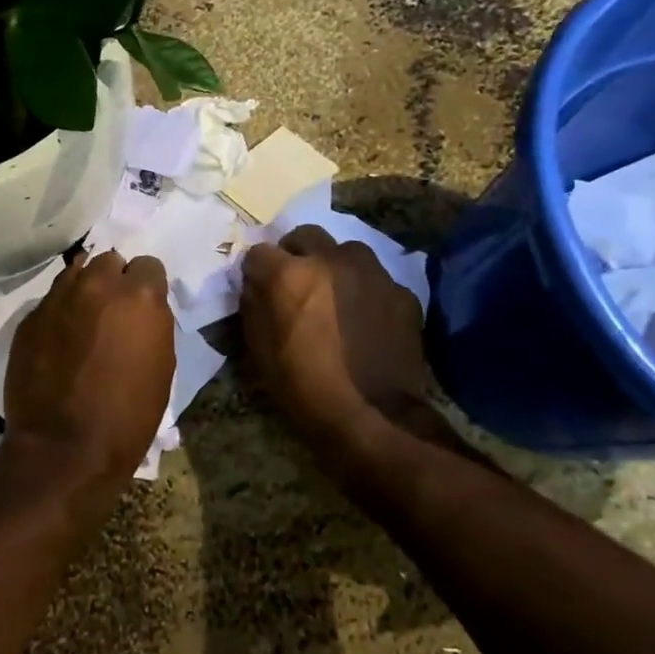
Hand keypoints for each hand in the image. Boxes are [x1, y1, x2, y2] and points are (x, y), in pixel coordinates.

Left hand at [5, 251, 174, 482]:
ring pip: (75, 273)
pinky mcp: (29, 318)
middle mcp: (97, 285)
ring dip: (84, 290)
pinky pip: (50, 301)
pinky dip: (59, 313)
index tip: (142, 309)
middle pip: (108, 261)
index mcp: (139, 296)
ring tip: (83, 320)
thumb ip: (152, 324)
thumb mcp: (161, 366)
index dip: (147, 286)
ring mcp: (58, 298)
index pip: (148, 265)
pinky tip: (59, 342)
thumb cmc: (128, 416)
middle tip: (112, 313)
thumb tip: (139, 312)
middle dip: (114, 281)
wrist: (64, 448)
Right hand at [241, 227, 436, 450]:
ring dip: (333, 265)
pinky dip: (364, 290)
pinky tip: (364, 318)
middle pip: (305, 236)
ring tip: (333, 296)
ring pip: (345, 250)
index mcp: (290, 275)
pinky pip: (375, 278)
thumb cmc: (305, 389)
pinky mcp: (401, 291)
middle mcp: (331, 260)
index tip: (258, 287)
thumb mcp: (260, 352)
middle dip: (295, 254)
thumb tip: (254, 284)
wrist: (375, 418)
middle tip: (295, 284)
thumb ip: (254, 307)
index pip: (259, 251)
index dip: (256, 270)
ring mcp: (372, 273)